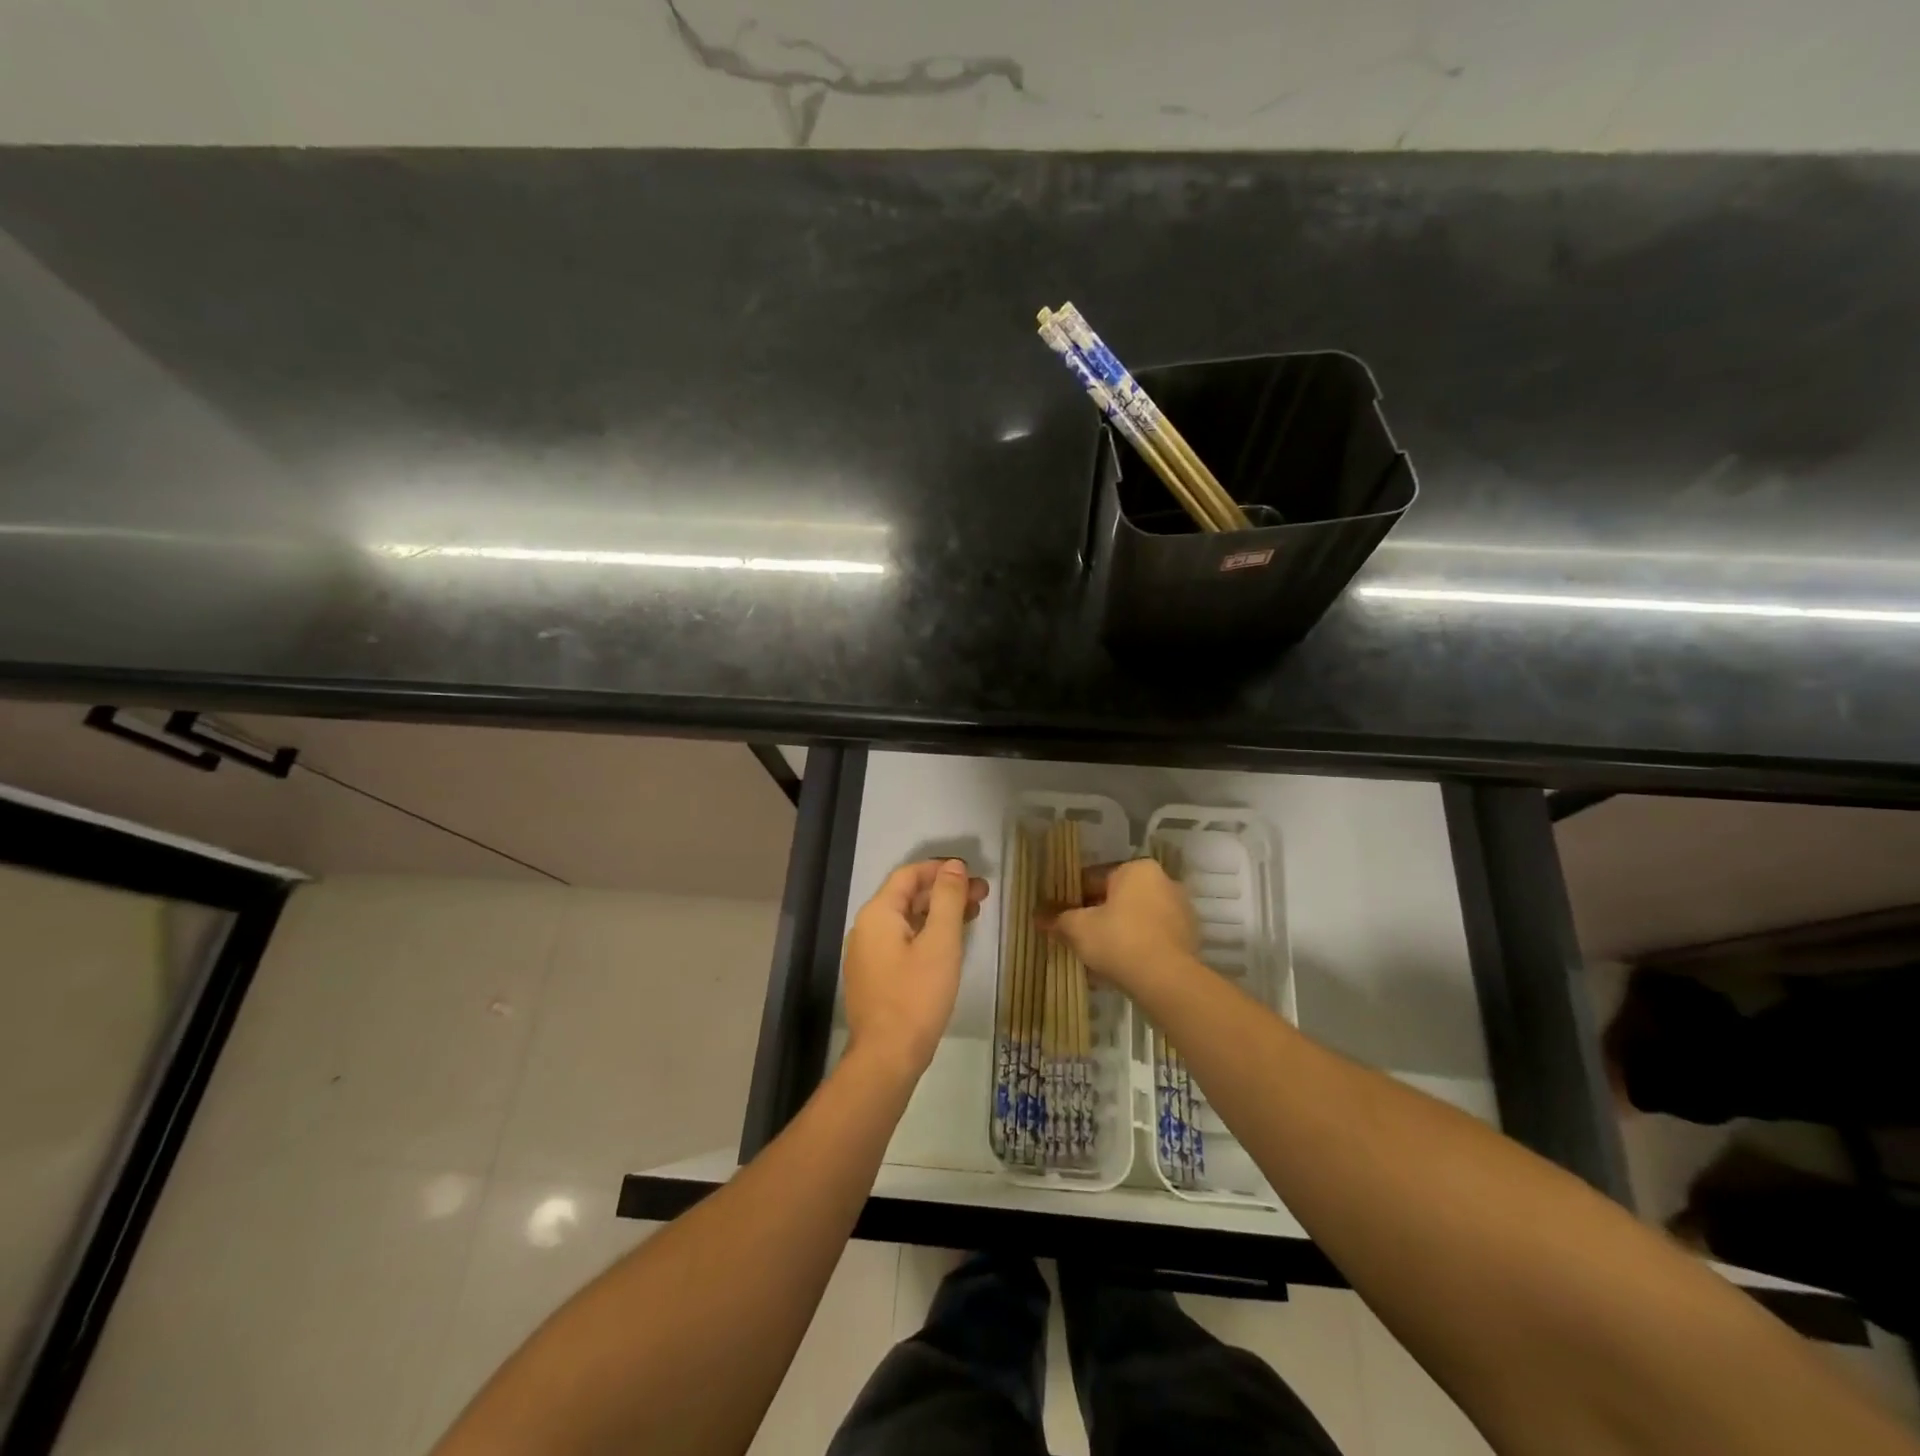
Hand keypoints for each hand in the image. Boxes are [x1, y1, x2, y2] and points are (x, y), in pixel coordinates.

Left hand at [843, 859, 987, 1077]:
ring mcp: (867, 954)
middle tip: (982, 896)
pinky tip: (950, 945)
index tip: (972, 874)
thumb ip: (947, 898)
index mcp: (878, 913)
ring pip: (906, 921)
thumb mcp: (940, 942)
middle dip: (945, 892)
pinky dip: (927, 934)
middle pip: (908, 897)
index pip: (909, 875)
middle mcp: (866, 928)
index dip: (941, 869)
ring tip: (973, 916)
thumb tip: (953, 866)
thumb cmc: (917, 995)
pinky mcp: (874, 977)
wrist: (886, 1057)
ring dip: (938, 913)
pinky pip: (902, 942)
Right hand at [1040, 858, 1197, 996]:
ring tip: (1096, 954)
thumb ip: (1058, 919)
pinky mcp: (1189, 938)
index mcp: (1136, 869)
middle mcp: (1163, 881)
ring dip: (1117, 931)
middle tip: (1076, 935)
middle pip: (1118, 897)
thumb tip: (1037, 916)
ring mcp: (1180, 910)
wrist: (1167, 981)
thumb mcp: (1078, 929)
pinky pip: (1153, 936)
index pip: (1094, 878)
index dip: (1072, 897)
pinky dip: (1136, 946)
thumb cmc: (1119, 940)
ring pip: (1136, 917)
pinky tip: (1120, 966)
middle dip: (1097, 915)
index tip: (1060, 915)